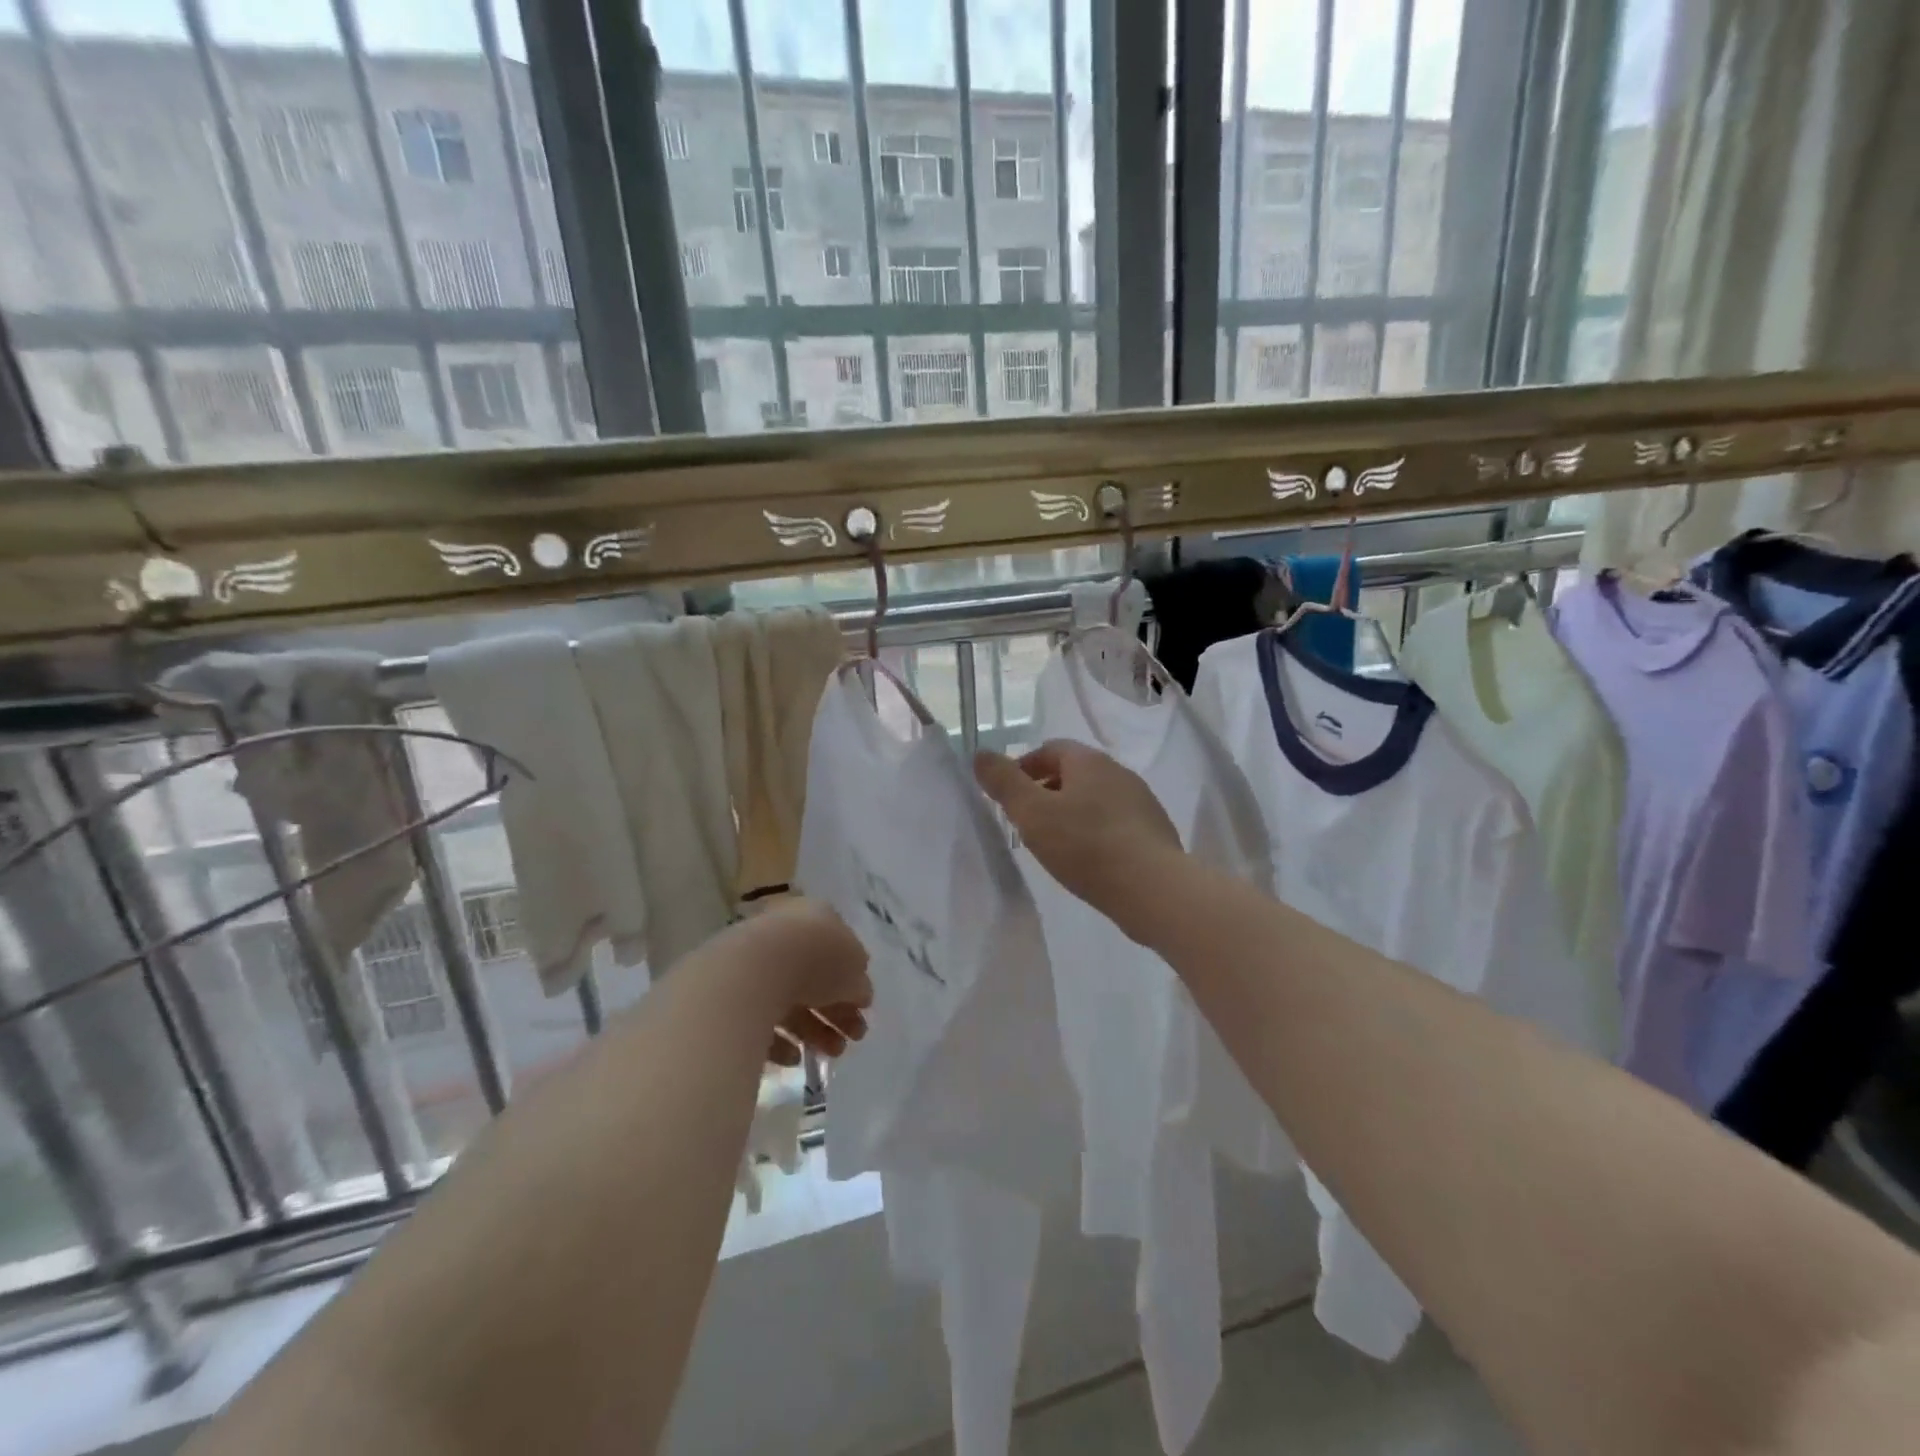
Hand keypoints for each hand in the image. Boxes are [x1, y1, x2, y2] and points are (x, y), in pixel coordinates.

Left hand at [732, 898, 871, 1067]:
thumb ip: (859, 984)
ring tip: (831, 1054)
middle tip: (854, 1038)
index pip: (837, 949)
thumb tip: (860, 994)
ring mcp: (755, 964)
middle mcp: (783, 935)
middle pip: (814, 978)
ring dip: (815, 1031)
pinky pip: (761, 1019)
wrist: (753, 973)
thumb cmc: (815, 959)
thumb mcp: (854, 971)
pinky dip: (780, 1040)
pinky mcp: (732, 995)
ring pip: (789, 1001)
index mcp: (814, 917)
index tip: (863, 1008)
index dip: (853, 980)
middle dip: (837, 1012)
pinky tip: (794, 1058)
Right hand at [974, 741, 1184, 938]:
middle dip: (1047, 790)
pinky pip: (1115, 823)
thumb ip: (1003, 782)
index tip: (1009, 796)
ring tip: (1055, 844)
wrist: (1153, 888)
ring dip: (1072, 813)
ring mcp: (1141, 801)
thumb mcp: (1032, 813)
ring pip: (1096, 798)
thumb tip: (980, 754)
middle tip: (1027, 822)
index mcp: (1089, 761)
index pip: (1050, 748)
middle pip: (1074, 772)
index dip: (1024, 767)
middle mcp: (1118, 772)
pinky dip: (1095, 832)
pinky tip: (1088, 860)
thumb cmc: (1085, 846)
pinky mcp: (1154, 831)